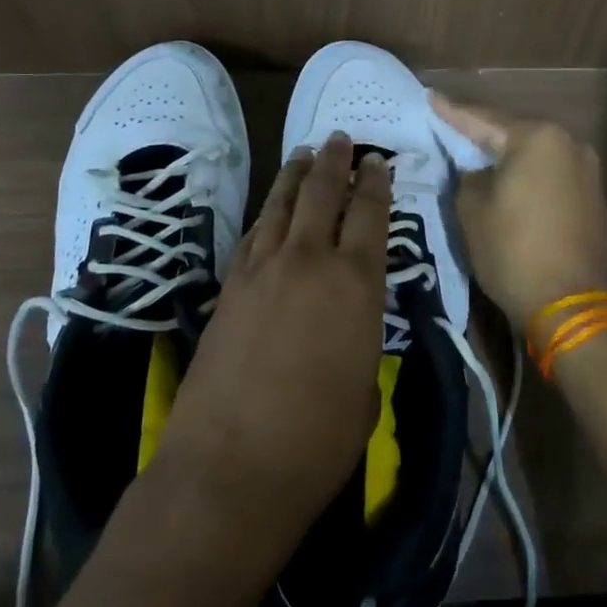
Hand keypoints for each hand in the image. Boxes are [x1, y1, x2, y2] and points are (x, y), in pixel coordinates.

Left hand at [153, 131, 390, 549]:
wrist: (230, 468)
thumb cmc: (318, 440)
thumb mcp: (365, 386)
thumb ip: (360, 336)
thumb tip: (349, 321)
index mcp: (356, 284)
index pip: (370, 214)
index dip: (375, 182)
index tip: (378, 161)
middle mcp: (309, 261)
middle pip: (322, 193)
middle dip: (335, 161)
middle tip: (341, 138)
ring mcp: (262, 270)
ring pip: (282, 205)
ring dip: (296, 175)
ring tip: (306, 154)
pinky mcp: (229, 287)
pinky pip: (254, 234)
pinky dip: (268, 213)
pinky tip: (272, 208)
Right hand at [430, 92, 606, 334]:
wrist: (577, 306)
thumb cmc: (515, 250)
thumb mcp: (472, 210)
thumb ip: (468, 178)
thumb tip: (480, 174)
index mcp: (537, 137)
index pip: (482, 119)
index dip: (451, 112)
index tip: (430, 97)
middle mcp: (567, 143)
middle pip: (512, 132)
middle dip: (480, 133)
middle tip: (449, 125)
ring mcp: (585, 170)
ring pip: (531, 154)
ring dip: (504, 156)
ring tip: (472, 152)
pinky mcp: (591, 196)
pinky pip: (546, 174)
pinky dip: (523, 175)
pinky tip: (503, 179)